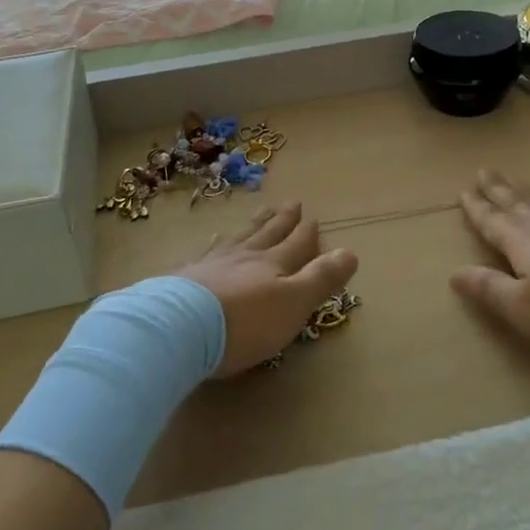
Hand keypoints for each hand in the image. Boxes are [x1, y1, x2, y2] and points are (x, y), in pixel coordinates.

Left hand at [177, 204, 358, 376]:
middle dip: (282, 220)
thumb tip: (351, 251)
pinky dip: (215, 244)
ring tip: (260, 212)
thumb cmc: (245, 322)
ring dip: (252, 225)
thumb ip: (321, 278)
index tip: (313, 217)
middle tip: (291, 202)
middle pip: (267, 234)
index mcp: (273, 265)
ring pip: (239, 238)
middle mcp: (245, 257)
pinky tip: (213, 239)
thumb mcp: (294, 303)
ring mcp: (212, 264)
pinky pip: (206, 252)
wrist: (179, 327)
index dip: (306, 232)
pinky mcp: (185, 277)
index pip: (295, 244)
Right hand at [451, 169, 529, 365]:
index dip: (478, 209)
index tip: (464, 191)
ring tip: (516, 182)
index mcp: (524, 244)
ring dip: (527, 192)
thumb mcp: (525, 311)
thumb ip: (491, 289)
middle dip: (499, 189)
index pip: (494, 222)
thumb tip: (455, 271)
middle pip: (519, 204)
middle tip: (485, 170)